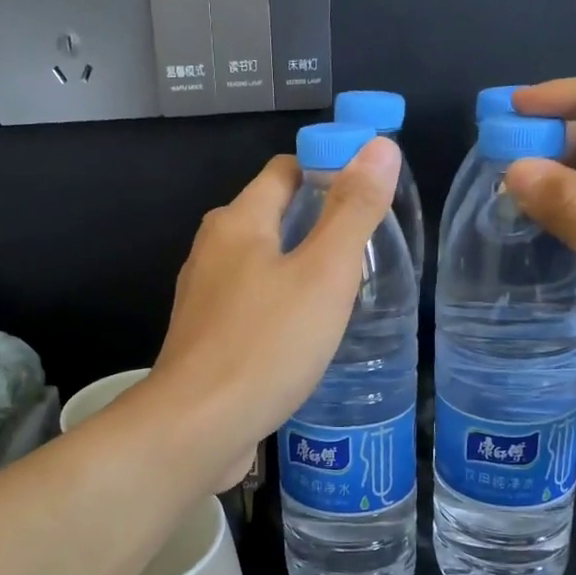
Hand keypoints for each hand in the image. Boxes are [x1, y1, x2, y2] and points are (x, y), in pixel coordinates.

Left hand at [145, 139, 401, 490]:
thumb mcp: (324, 274)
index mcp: (237, 222)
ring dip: (301, 267)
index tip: (372, 192)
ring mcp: (204, 296)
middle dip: (319, 221)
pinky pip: (252, 303)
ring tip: (347, 289)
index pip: (286, 169)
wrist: (196, 428)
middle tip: (369, 245)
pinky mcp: (207, 337)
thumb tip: (379, 146)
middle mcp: (213, 250)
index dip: (329, 169)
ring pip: (262, 263)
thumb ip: (352, 210)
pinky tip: (308, 332)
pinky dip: (282, 304)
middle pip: (272, 215)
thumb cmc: (265, 345)